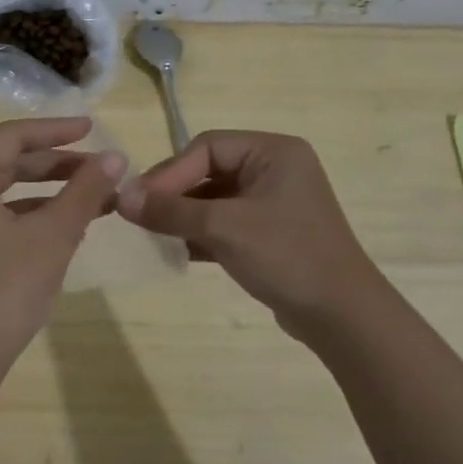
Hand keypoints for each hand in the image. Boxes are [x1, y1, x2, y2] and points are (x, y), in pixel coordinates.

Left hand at [0, 118, 124, 365]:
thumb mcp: (53, 235)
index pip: (11, 137)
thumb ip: (85, 191)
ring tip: (97, 192)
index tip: (93, 128)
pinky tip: (72, 222)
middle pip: (9, 161)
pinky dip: (37, 213)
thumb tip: (116, 157)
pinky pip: (4, 216)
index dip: (54, 129)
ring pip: (9, 190)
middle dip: (58, 162)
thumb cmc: (6, 288)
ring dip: (52, 189)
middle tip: (101, 163)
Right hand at [117, 129, 375, 335]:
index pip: (207, 148)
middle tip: (138, 216)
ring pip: (214, 199)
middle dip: (174, 194)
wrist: (341, 316)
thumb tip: (121, 197)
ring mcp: (273, 203)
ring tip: (150, 234)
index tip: (138, 199)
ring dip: (182, 216)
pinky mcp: (269, 233)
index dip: (170, 172)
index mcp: (273, 152)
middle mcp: (275, 169)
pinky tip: (174, 250)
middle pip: (208, 171)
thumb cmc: (286, 256)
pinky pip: (225, 223)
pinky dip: (199, 234)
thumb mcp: (223, 228)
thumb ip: (170, 210)